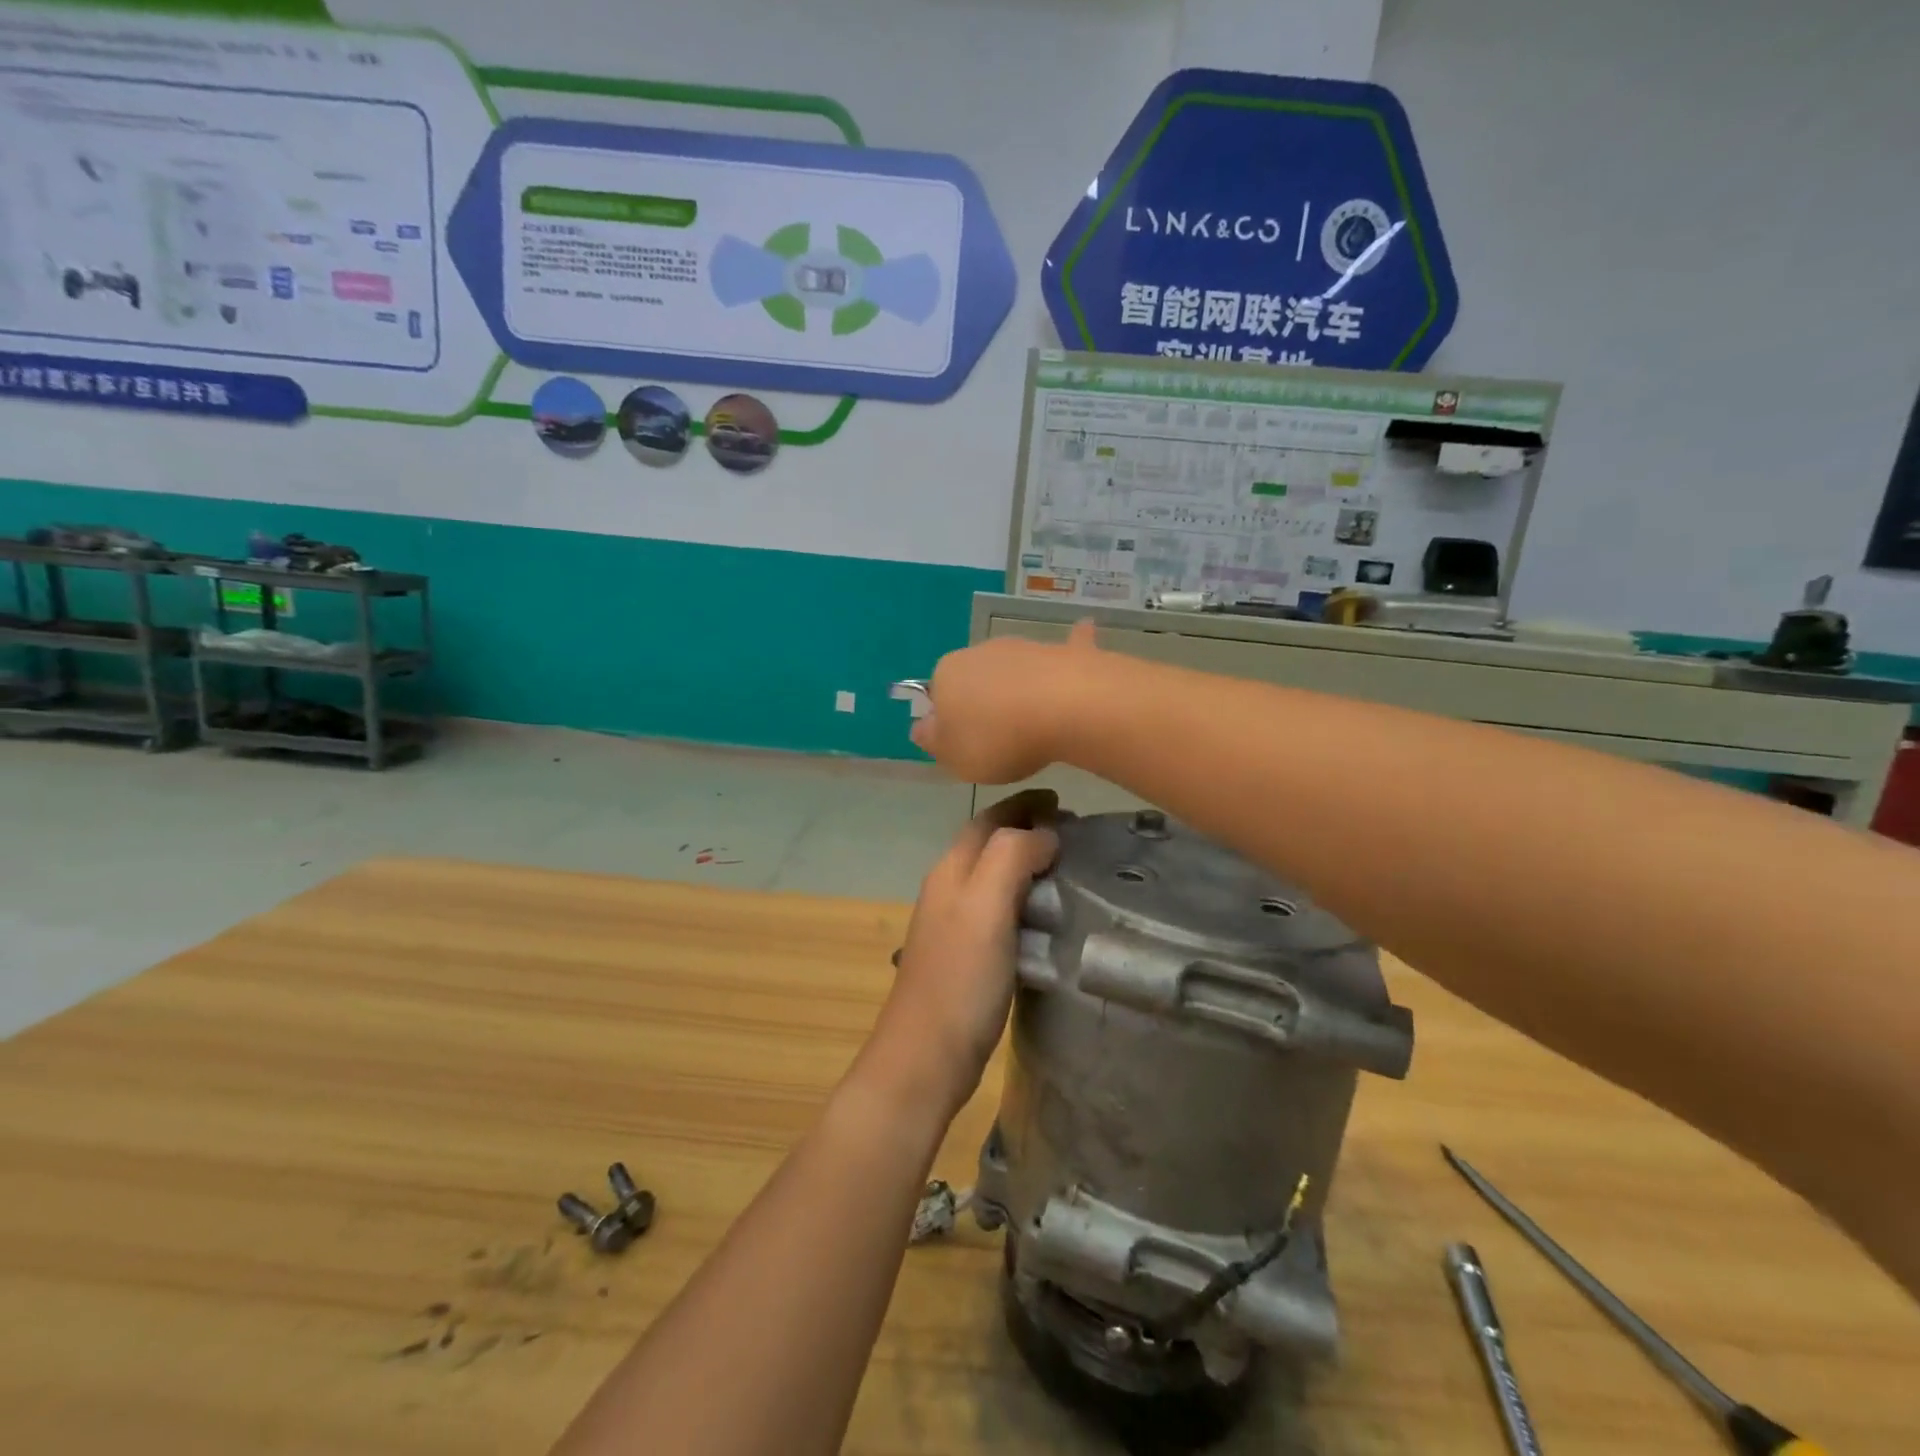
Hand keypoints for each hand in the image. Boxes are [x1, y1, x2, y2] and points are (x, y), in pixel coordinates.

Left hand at [863, 791, 1060, 1119]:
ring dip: (1027, 863)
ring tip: (1068, 869)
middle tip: (1073, 833)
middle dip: (1027, 829)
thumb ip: (1011, 857)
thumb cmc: (960, 978)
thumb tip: (1044, 834)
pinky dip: (1025, 899)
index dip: (1023, 805)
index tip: (1063, 801)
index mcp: (951, 870)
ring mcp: (955, 925)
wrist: (926, 1056)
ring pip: (994, 876)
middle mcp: (949, 889)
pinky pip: (1000, 911)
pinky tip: (1048, 917)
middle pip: (989, 844)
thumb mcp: (986, 906)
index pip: (988, 819)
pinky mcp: (966, 957)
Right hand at [911, 619, 1100, 783]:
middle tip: (1001, 740)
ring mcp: (1022, 646)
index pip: (937, 696)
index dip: (950, 722)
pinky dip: (1070, 645)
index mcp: (946, 674)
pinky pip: (1062, 651)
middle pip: (975, 680)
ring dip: (1019, 687)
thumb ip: (933, 741)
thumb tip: (921, 727)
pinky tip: (1082, 632)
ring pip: (1014, 669)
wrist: (1066, 708)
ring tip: (1036, 722)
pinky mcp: (1061, 651)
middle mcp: (979, 651)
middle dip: (984, 703)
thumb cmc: (998, 738)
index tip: (967, 746)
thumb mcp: (954, 756)